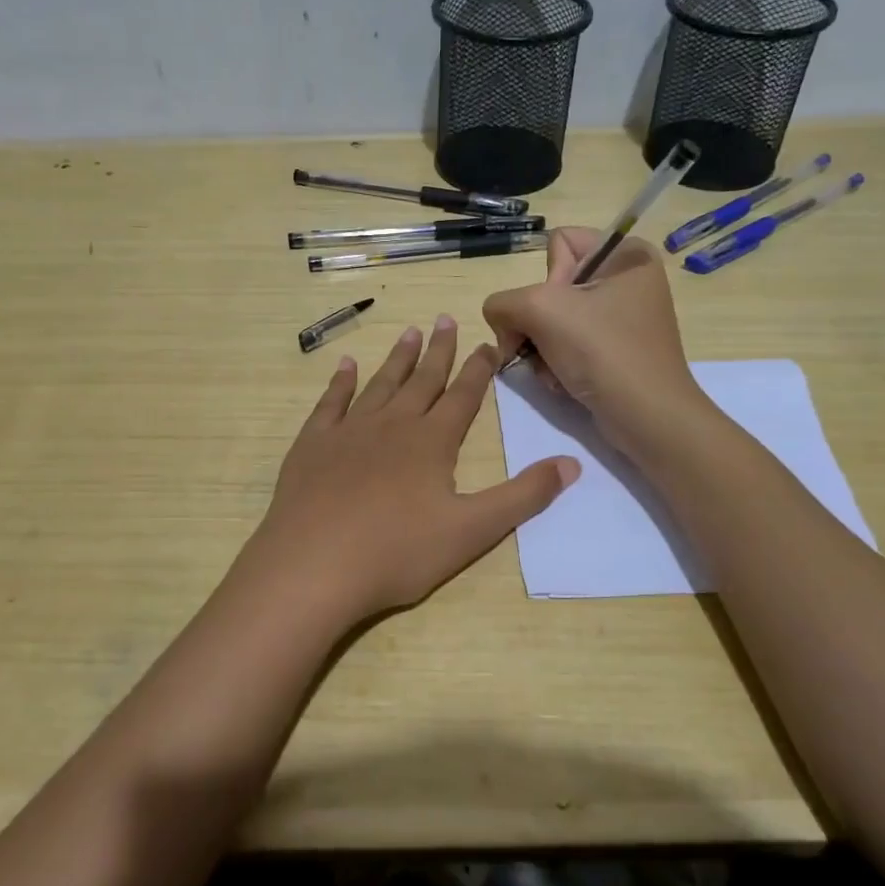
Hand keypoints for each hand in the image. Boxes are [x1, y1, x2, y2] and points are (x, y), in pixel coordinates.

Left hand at [245, 316, 579, 628]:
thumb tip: (572, 463)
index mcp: (432, 442)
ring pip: (380, 384)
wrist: (314, 566)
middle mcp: (393, 425)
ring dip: (397, 358)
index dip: (479, 369)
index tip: (488, 344)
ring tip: (408, 332)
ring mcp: (349, 431)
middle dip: (439, 351)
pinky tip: (345, 365)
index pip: (463, 396)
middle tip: (446, 319)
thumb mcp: (473, 531)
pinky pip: (330, 402)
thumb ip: (523, 496)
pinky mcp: (313, 444)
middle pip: (422, 380)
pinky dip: (340, 381)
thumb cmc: (397, 552)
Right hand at [482, 227, 700, 448]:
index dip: (546, 279)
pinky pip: (569, 344)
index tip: (557, 311)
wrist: (646, 417)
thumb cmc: (602, 351)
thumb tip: (499, 319)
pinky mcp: (617, 349)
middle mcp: (628, 279)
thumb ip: (502, 302)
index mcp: (626, 254)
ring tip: (552, 370)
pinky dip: (557, 363)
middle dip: (537, 322)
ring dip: (541, 347)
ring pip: (554, 319)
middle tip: (541, 346)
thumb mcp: (540, 310)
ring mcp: (623, 317)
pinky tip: (562, 381)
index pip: (558, 244)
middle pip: (552, 286)